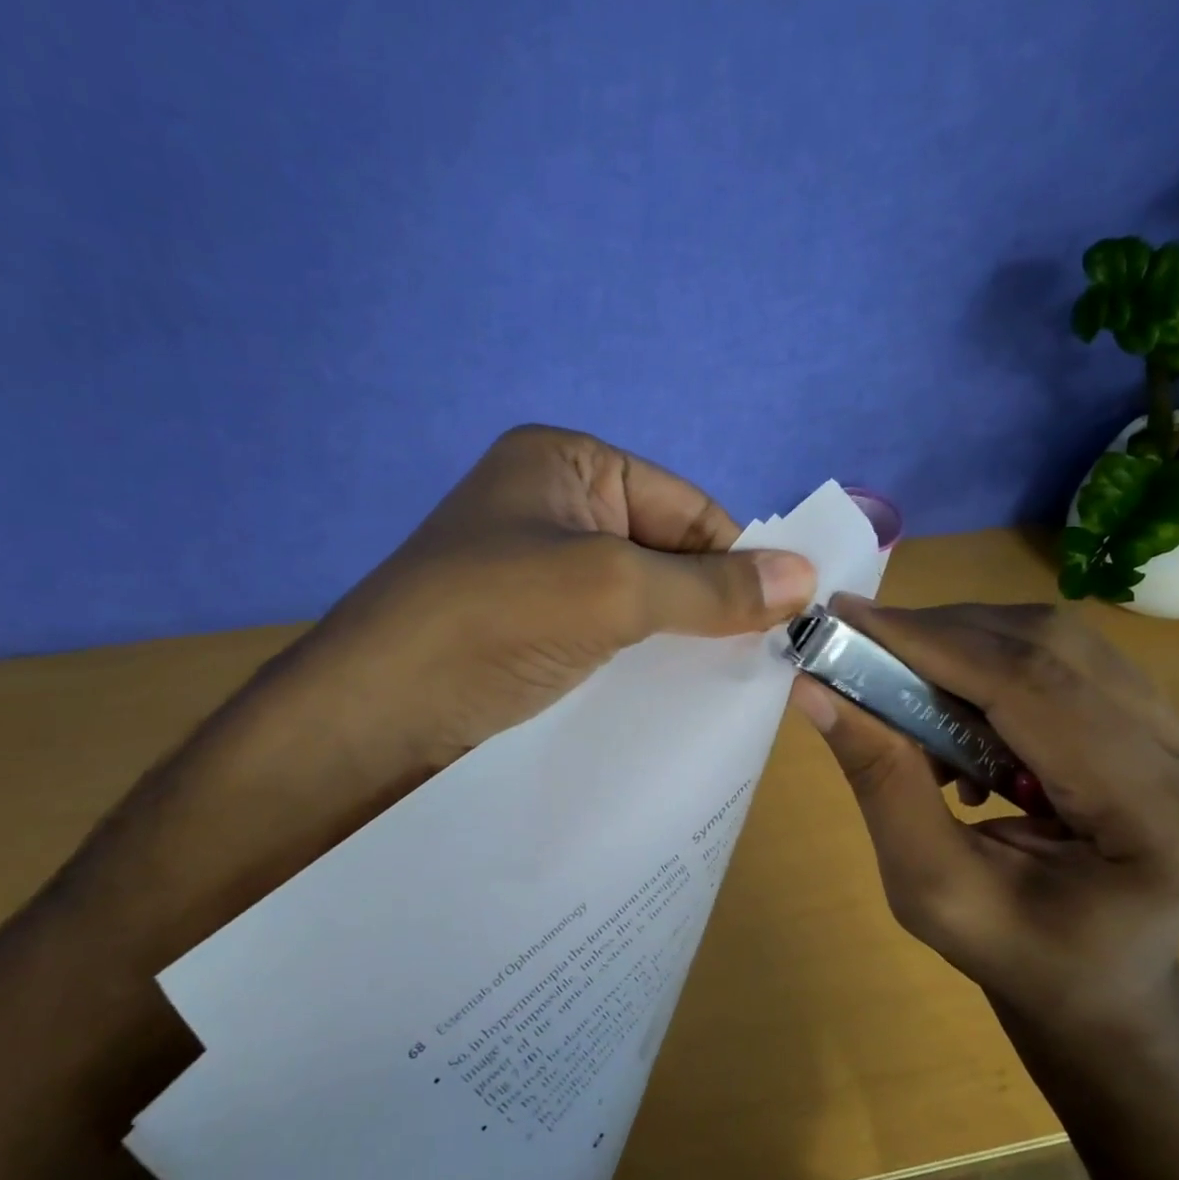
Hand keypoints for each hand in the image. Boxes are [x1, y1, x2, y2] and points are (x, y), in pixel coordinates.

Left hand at [71, 426, 816, 953]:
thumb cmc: (490, 623)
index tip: (777, 623)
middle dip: (704, 602)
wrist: (371, 717)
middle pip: (663, 549)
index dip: (734, 561)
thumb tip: (807, 576)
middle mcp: (550, 504)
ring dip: (672, 635)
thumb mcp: (612, 591)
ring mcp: (533, 568)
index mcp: (566, 462)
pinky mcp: (523, 625)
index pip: (687, 506)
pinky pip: (603, 630)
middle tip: (752, 661)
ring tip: (713, 684)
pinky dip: (636, 656)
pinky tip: (662, 693)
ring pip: (636, 596)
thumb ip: (710, 586)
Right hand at [793, 596, 1178, 1028]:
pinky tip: (958, 704)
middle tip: (861, 643)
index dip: (934, 643)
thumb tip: (815, 689)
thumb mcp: (931, 888)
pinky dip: (994, 661)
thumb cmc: (1017, 956)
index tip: (848, 617)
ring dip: (965, 644)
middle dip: (941, 635)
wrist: (1100, 986)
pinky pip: (1070, 660)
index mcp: (1159, 823)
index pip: (1035, 689)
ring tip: (905, 680)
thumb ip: (883, 784)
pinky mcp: (1175, 727)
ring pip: (1060, 642)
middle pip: (1052, 649)